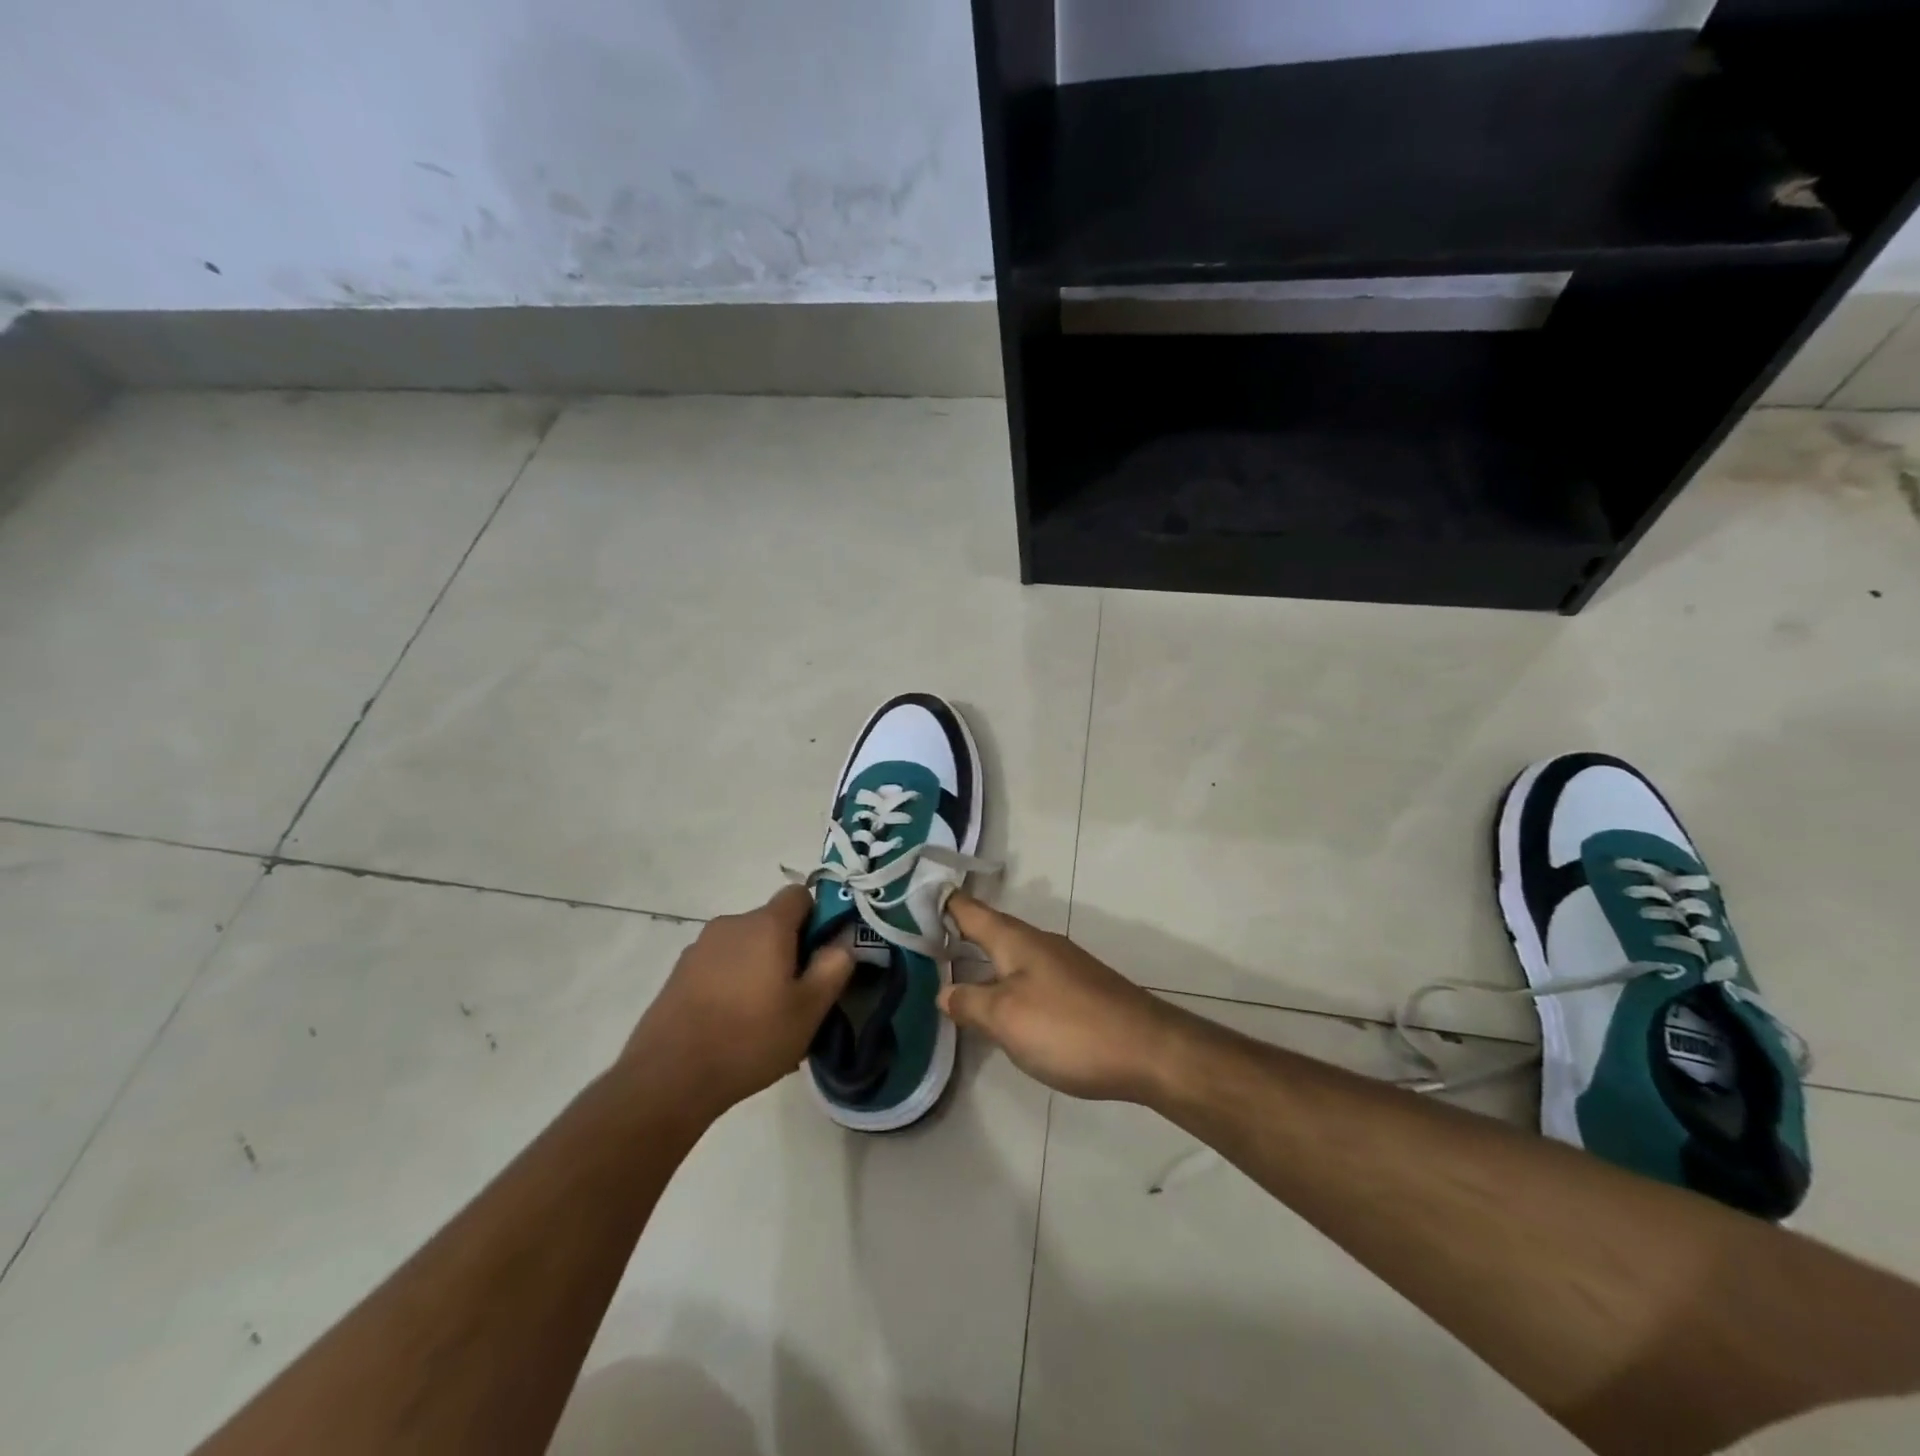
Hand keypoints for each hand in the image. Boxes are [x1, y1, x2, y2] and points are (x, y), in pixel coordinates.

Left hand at [620, 886, 854, 1117]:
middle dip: (789, 951)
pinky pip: (720, 967)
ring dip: (759, 969)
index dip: (817, 918)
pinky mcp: (679, 973)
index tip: (821, 955)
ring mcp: (700, 948)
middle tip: (797, 997)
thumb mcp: (809, 1009)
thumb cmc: (750, 1037)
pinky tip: (733, 1027)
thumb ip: (834, 966)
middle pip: (771, 923)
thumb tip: (843, 940)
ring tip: (764, 1019)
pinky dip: (733, 984)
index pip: (799, 895)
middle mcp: (731, 924)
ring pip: (745, 947)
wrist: (668, 1077)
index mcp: (766, 925)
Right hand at [939, 895, 1180, 1102]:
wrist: (1148, 1051)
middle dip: (958, 933)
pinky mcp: (1077, 991)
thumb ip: (970, 1003)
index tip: (911, 894)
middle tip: (920, 940)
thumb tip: (944, 992)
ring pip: (1010, 955)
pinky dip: (1004, 981)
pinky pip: (1028, 977)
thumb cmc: (1069, 1028)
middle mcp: (1039, 944)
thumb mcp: (1006, 1018)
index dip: (942, 901)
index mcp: (1016, 940)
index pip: (971, 910)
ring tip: (950, 972)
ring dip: (981, 960)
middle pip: (990, 931)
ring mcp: (1062, 966)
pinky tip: (999, 1006)